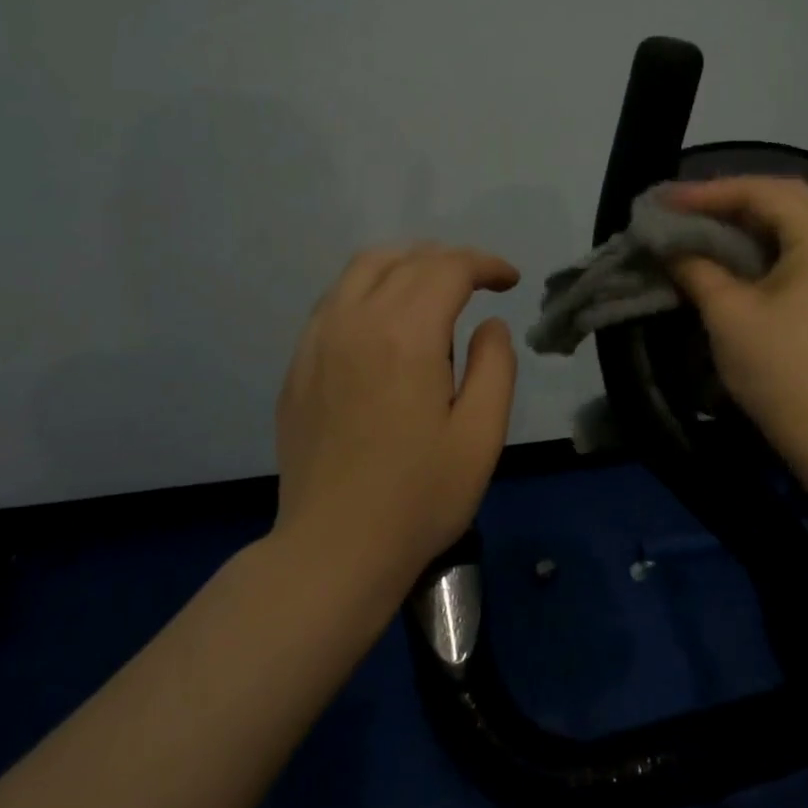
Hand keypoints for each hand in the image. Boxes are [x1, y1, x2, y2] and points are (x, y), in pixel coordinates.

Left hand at [274, 243, 519, 588]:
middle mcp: (356, 321)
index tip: (509, 281)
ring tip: (433, 290)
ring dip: (405, 265)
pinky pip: (335, 301)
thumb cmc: (419, 497)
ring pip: (362, 270)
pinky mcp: (298, 365)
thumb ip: (495, 366)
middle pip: (405, 260)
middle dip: (449, 260)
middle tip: (479, 284)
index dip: (485, 264)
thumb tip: (489, 325)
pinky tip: (385, 323)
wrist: (334, 548)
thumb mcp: (481, 435)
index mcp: (406, 335)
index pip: (448, 268)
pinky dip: (369, 290)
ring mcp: (318, 341)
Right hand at [664, 176, 807, 456]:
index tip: (665, 200)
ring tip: (702, 223)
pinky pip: (802, 250)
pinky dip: (765, 244)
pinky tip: (734, 254)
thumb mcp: (727, 312)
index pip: (763, 191)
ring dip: (748, 219)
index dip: (709, 192)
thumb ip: (695, 266)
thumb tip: (669, 245)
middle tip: (684, 206)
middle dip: (730, 198)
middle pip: (785, 199)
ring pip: (795, 224)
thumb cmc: (779, 368)